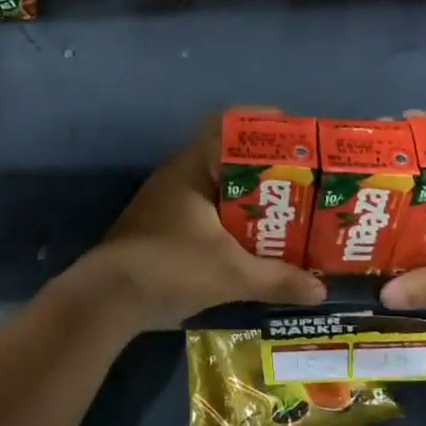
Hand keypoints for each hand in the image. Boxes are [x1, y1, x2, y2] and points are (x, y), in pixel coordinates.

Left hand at [62, 114, 326, 331]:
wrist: (104, 301)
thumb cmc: (168, 268)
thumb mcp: (230, 274)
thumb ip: (277, 279)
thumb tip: (320, 290)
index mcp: (192, 168)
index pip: (227, 125)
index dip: (260, 124)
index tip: (295, 135)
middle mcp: (178, 177)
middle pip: (228, 158)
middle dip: (265, 169)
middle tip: (303, 181)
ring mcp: (166, 203)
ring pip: (217, 189)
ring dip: (248, 199)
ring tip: (286, 212)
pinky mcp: (162, 229)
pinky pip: (206, 212)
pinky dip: (230, 221)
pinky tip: (252, 242)